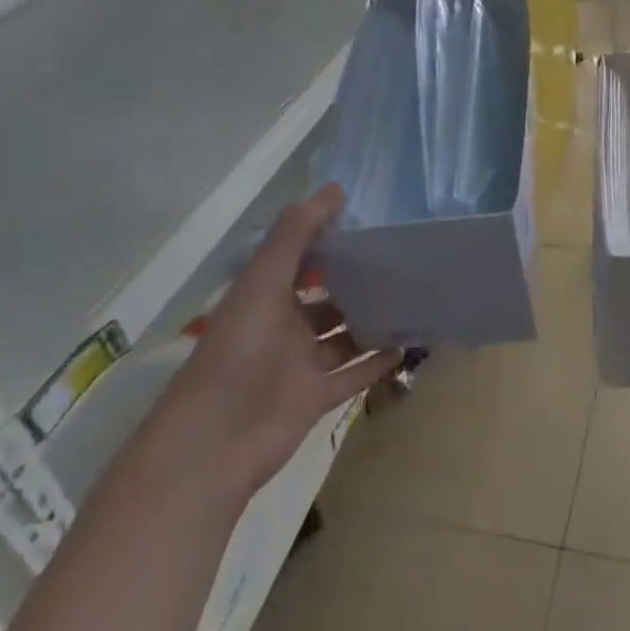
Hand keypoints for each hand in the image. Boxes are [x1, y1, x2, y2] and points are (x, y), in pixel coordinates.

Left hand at [160, 184, 401, 498]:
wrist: (217, 441)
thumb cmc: (240, 352)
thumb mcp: (264, 283)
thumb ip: (296, 236)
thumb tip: (335, 189)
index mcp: (264, 295)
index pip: (300, 258)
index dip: (328, 238)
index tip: (370, 221)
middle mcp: (282, 326)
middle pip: (324, 298)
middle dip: (356, 281)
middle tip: (402, 261)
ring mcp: (299, 364)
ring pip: (342, 336)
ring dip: (371, 322)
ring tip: (412, 300)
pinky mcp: (314, 398)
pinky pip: (352, 375)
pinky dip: (376, 363)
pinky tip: (407, 346)